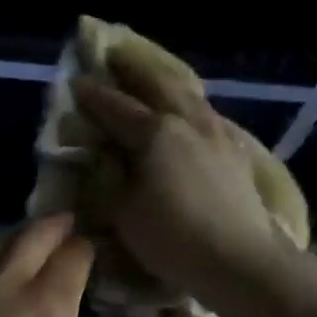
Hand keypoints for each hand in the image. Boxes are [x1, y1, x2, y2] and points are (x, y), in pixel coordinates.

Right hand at [71, 47, 287, 308]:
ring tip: (155, 80)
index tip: (77, 81)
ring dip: (168, 84)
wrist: (240, 260)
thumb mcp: (125, 214)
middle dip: (135, 70)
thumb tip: (104, 160)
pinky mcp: (236, 154)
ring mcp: (218, 135)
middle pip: (159, 84)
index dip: (94, 95)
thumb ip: (110, 182)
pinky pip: (209, 117)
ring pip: (190, 96)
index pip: (117, 107)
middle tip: (118, 56)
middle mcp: (188, 122)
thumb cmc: (174, 238)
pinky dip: (192, 108)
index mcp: (155, 132)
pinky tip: (192, 116)